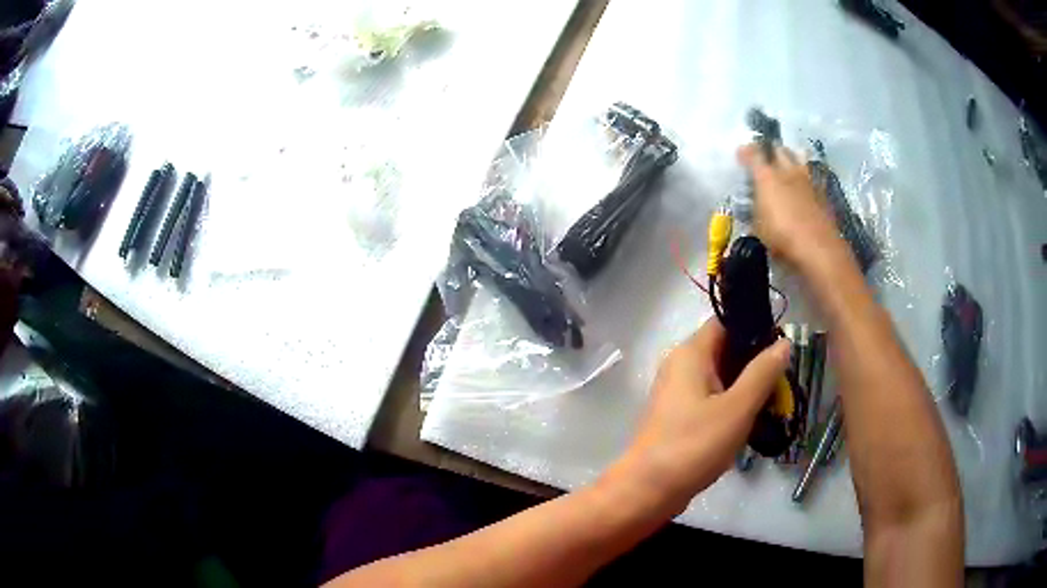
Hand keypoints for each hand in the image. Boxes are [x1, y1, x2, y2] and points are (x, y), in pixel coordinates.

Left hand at [616, 317, 790, 511]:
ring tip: (775, 401)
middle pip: (726, 349)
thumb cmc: (694, 445)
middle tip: (784, 381)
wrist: (648, 490)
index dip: (755, 328)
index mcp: (690, 353)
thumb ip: (762, 372)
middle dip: (756, 363)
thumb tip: (783, 342)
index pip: (726, 322)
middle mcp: (681, 365)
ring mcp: (679, 391)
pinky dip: (733, 403)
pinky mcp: (680, 415)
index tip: (783, 346)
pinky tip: (753, 419)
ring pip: (722, 377)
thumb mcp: (737, 408)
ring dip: (747, 386)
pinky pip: (713, 398)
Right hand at [737, 143, 843, 266]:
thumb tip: (754, 205)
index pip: (753, 153)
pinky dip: (805, 178)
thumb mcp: (758, 228)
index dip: (746, 152)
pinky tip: (803, 187)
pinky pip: (811, 176)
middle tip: (765, 159)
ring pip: (798, 157)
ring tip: (786, 167)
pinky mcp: (822, 192)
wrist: (818, 249)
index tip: (741, 155)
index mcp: (767, 176)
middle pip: (778, 149)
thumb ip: (755, 210)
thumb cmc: (782, 239)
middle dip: (770, 150)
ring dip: (791, 158)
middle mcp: (787, 171)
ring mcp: (807, 180)